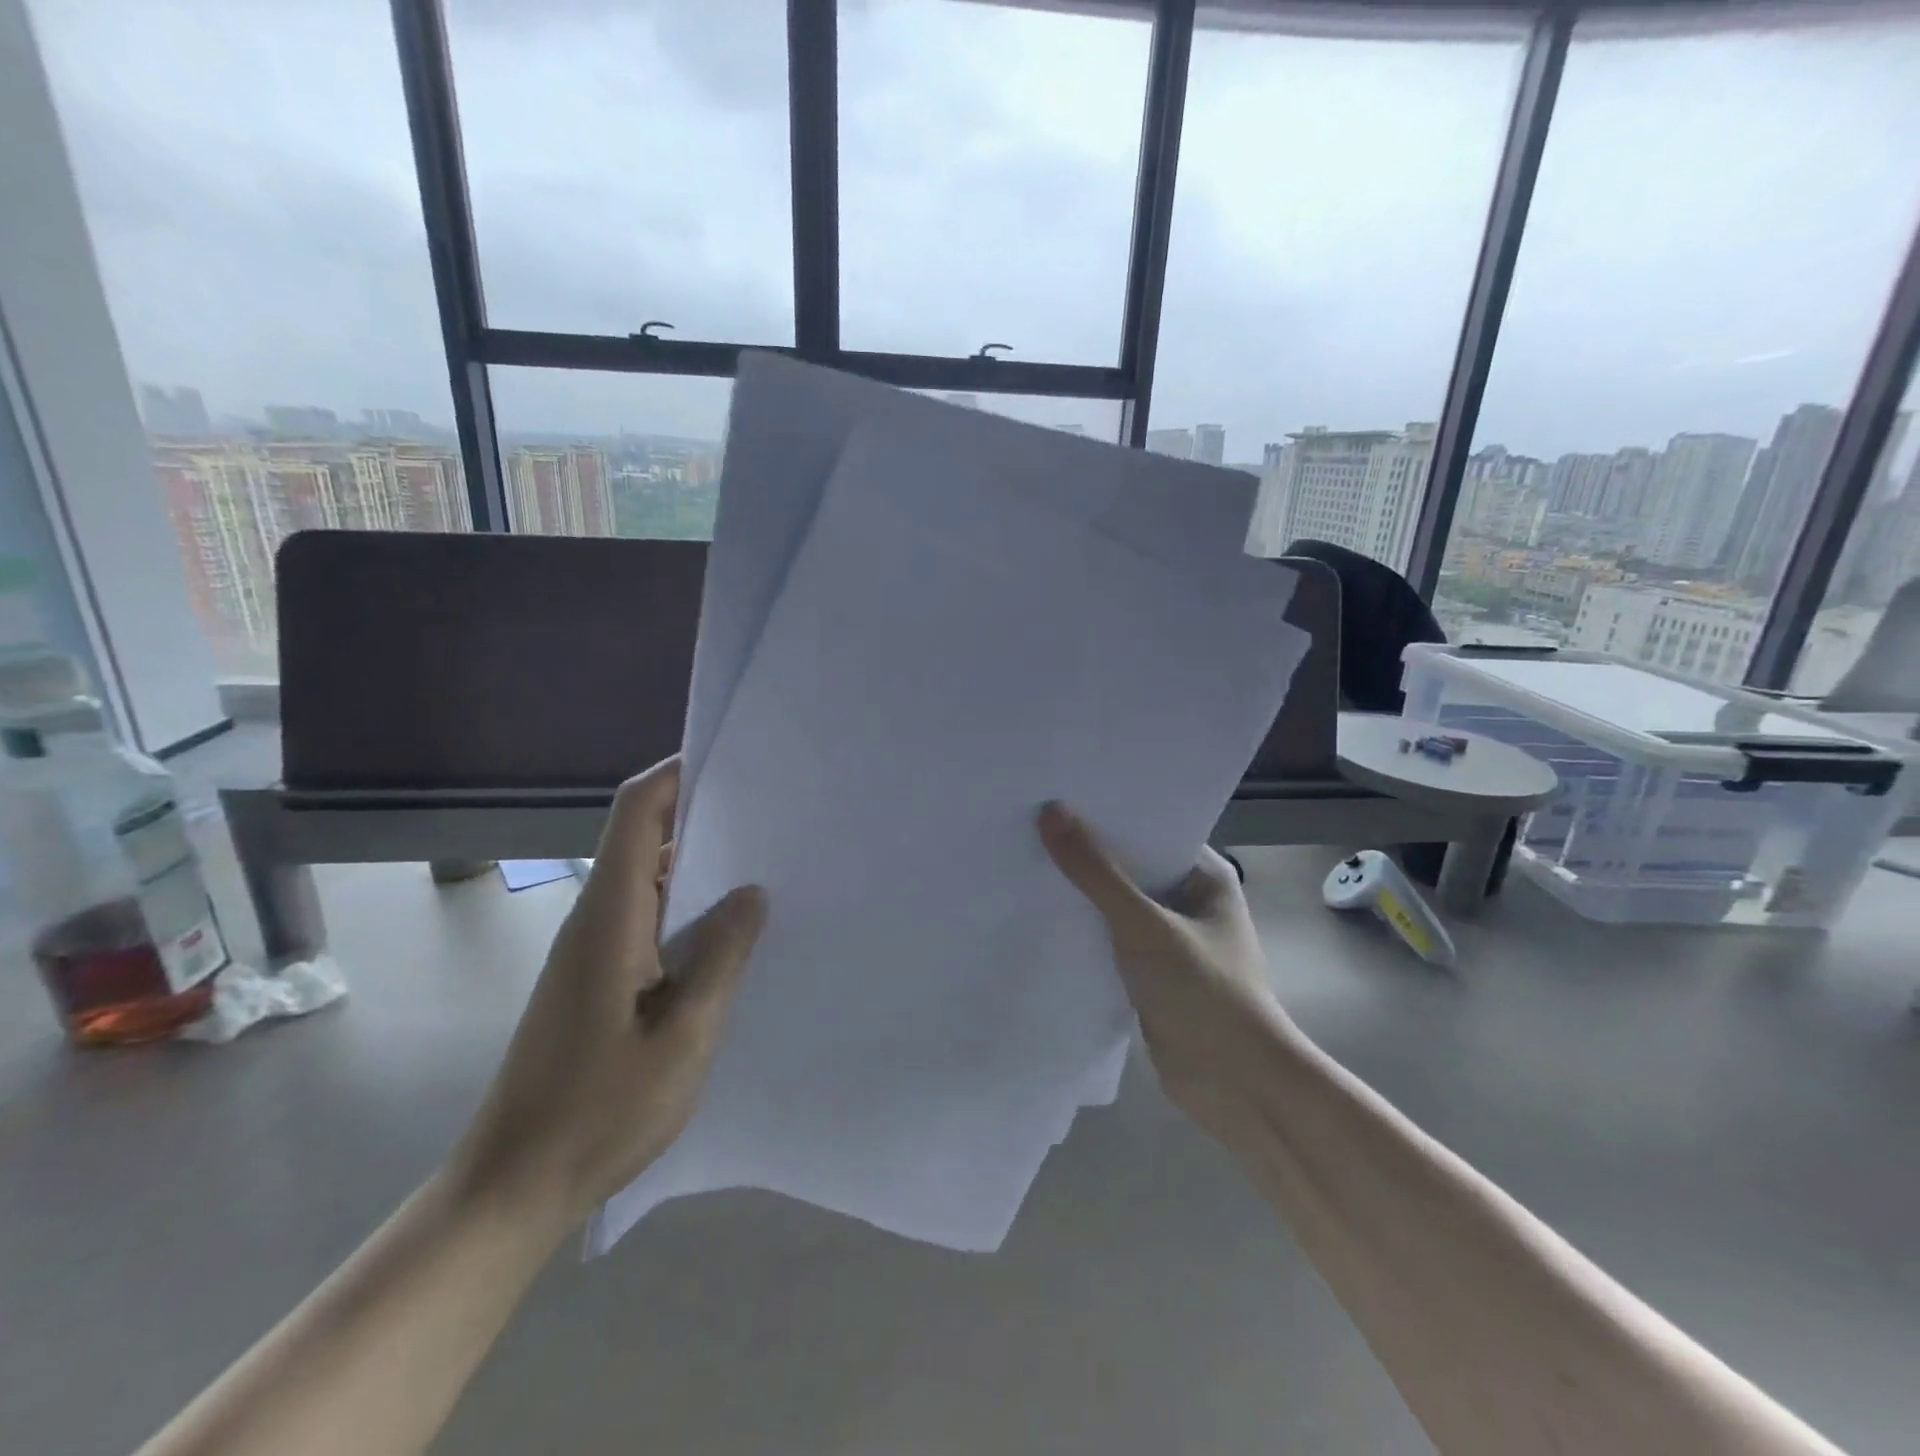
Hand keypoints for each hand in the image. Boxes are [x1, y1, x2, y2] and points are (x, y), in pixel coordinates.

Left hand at [450, 757, 766, 1232]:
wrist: (512, 1186)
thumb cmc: (599, 1113)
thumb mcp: (683, 1037)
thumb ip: (721, 957)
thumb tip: (751, 892)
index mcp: (610, 919)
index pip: (635, 814)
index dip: (675, 776)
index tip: (730, 764)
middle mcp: (595, 920)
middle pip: (641, 837)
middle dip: (701, 815)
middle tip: (771, 817)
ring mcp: (591, 951)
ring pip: (646, 879)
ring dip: (697, 864)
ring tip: (765, 865)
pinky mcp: (595, 979)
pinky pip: (646, 917)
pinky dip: (686, 906)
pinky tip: (729, 931)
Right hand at [1038, 802, 1285, 1138]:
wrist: (1236, 1088)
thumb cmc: (1205, 993)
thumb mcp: (1144, 925)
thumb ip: (1096, 872)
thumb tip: (1051, 812)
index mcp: (1204, 875)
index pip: (1150, 827)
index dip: (1105, 811)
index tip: (1056, 792)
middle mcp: (1187, 899)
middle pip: (1129, 864)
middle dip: (1085, 850)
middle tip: (1028, 821)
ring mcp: (1168, 938)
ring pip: (1115, 904)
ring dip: (1080, 892)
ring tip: (1024, 859)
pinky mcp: (1149, 972)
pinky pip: (1108, 938)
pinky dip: (1082, 928)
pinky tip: (1039, 914)